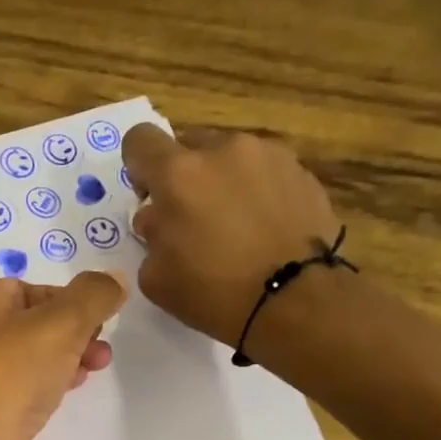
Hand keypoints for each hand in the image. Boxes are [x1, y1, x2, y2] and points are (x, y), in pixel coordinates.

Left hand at [0, 272, 126, 439]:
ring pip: (29, 361)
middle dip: (74, 335)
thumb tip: (116, 278)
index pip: (32, 289)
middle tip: (101, 352)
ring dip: (65, 362)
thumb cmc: (10, 375)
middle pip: (33, 326)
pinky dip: (45, 391)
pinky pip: (21, 393)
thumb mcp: (61, 323)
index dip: (71, 302)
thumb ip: (93, 296)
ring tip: (92, 373)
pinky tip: (63, 400)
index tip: (100, 321)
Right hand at [121, 125, 342, 351]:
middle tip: (193, 220)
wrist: (295, 299)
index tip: (150, 197)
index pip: (141, 140)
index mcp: (178, 174)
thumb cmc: (214, 292)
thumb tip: (159, 219)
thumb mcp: (155, 278)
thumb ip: (150, 237)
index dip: (139, 166)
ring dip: (223, 183)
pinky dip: (257, 194)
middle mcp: (223, 150)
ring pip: (230, 159)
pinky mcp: (301, 170)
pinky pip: (264, 173)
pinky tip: (264, 230)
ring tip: (236, 228)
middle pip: (189, 147)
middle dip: (185, 178)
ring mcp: (268, 155)